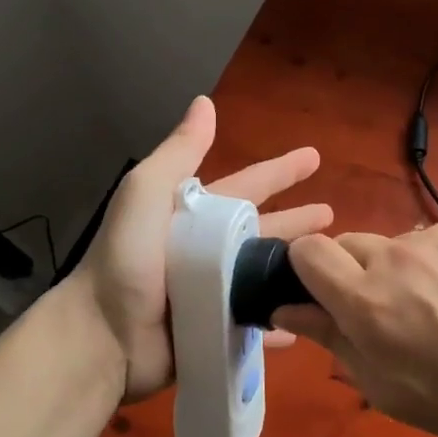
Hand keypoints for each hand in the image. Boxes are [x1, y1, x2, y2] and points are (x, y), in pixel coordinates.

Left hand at [81, 96, 332, 400]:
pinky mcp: (219, 328)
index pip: (248, 186)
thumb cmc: (128, 258)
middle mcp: (209, 250)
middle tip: (332, 216)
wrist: (104, 333)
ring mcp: (216, 292)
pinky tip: (307, 318)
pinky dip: (281, 320)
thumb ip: (180, 152)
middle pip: (265, 231)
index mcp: (196, 215)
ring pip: (267, 275)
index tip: (314, 157)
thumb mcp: (147, 192)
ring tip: (333, 266)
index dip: (280, 171)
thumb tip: (205, 102)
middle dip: (297, 221)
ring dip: (296, 269)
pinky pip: (259, 321)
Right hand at [274, 214, 437, 436]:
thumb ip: (333, 341)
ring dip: (405, 269)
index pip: (307, 250)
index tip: (325, 298)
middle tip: (393, 316)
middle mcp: (395, 254)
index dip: (307, 271)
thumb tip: (288, 310)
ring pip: (398, 244)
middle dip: (356, 275)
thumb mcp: (390, 390)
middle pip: (349, 245)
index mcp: (366, 300)